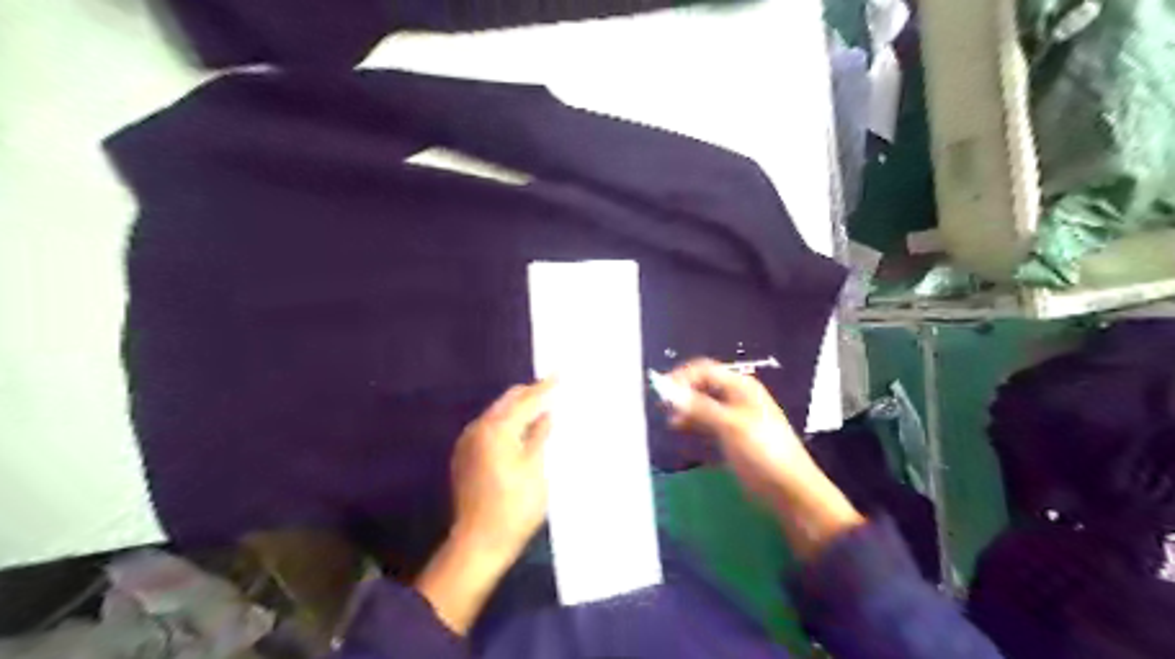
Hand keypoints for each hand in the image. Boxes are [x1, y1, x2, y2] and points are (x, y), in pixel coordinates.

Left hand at [417, 384, 556, 634]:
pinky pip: (489, 428)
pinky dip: (507, 424)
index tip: (559, 374)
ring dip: (518, 409)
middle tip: (552, 391)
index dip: (544, 388)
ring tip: (541, 409)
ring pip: (497, 414)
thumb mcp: (535, 469)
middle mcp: (478, 429)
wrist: (479, 543)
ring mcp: (468, 443)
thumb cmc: (514, 507)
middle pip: (507, 402)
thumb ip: (540, 435)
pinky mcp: (465, 457)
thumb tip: (546, 413)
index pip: (525, 400)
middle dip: (529, 394)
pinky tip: (521, 431)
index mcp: (496, 429)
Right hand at [669, 357, 819, 501]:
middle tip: (661, 408)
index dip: (681, 377)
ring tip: (670, 423)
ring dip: (686, 410)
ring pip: (703, 405)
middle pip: (702, 386)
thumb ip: (698, 407)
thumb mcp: (730, 426)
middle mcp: (737, 397)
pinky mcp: (732, 437)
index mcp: (740, 386)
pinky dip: (694, 425)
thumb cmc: (762, 452)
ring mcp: (735, 418)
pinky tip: (682, 433)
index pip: (704, 370)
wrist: (790, 490)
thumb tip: (668, 392)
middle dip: (682, 394)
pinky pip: (707, 424)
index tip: (661, 393)